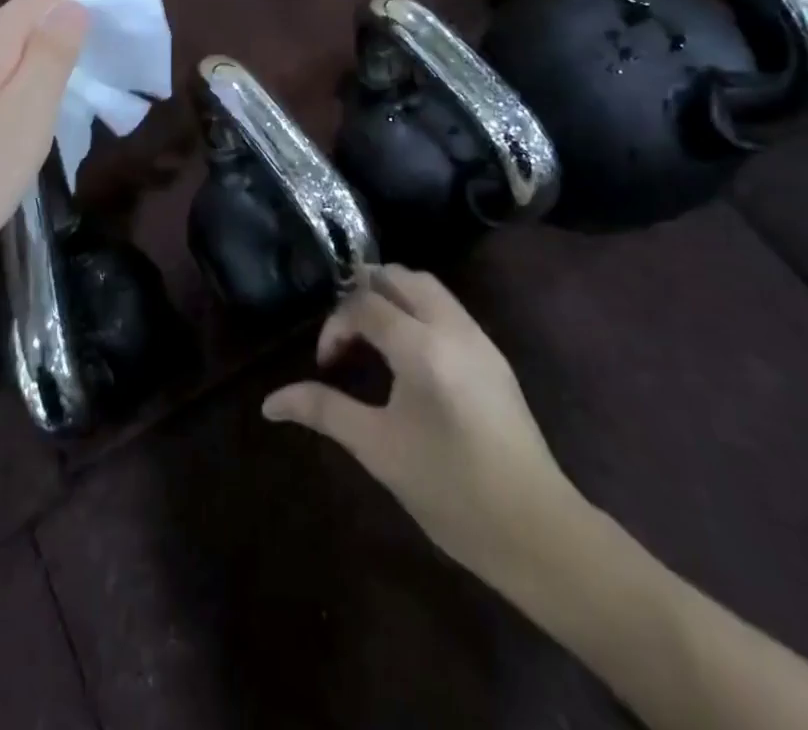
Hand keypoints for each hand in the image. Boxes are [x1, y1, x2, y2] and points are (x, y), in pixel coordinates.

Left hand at [0, 0, 96, 286]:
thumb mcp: (24, 114)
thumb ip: (51, 56)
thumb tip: (73, 7)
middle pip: (26, 17)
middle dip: (74, 14)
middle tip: (121, 31)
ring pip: (11, 49)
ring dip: (54, 46)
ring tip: (93, 62)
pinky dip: (32, 75)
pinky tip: (43, 100)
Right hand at [262, 265, 583, 577]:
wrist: (537, 531)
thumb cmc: (450, 490)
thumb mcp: (378, 449)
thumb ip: (324, 411)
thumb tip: (270, 402)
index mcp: (422, 346)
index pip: (366, 302)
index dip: (336, 325)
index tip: (326, 364)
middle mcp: (452, 327)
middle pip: (400, 277)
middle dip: (364, 293)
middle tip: (345, 335)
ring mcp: (478, 338)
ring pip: (428, 287)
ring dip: (393, 297)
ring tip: (371, 339)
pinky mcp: (493, 355)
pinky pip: (447, 309)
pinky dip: (417, 311)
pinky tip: (406, 356)